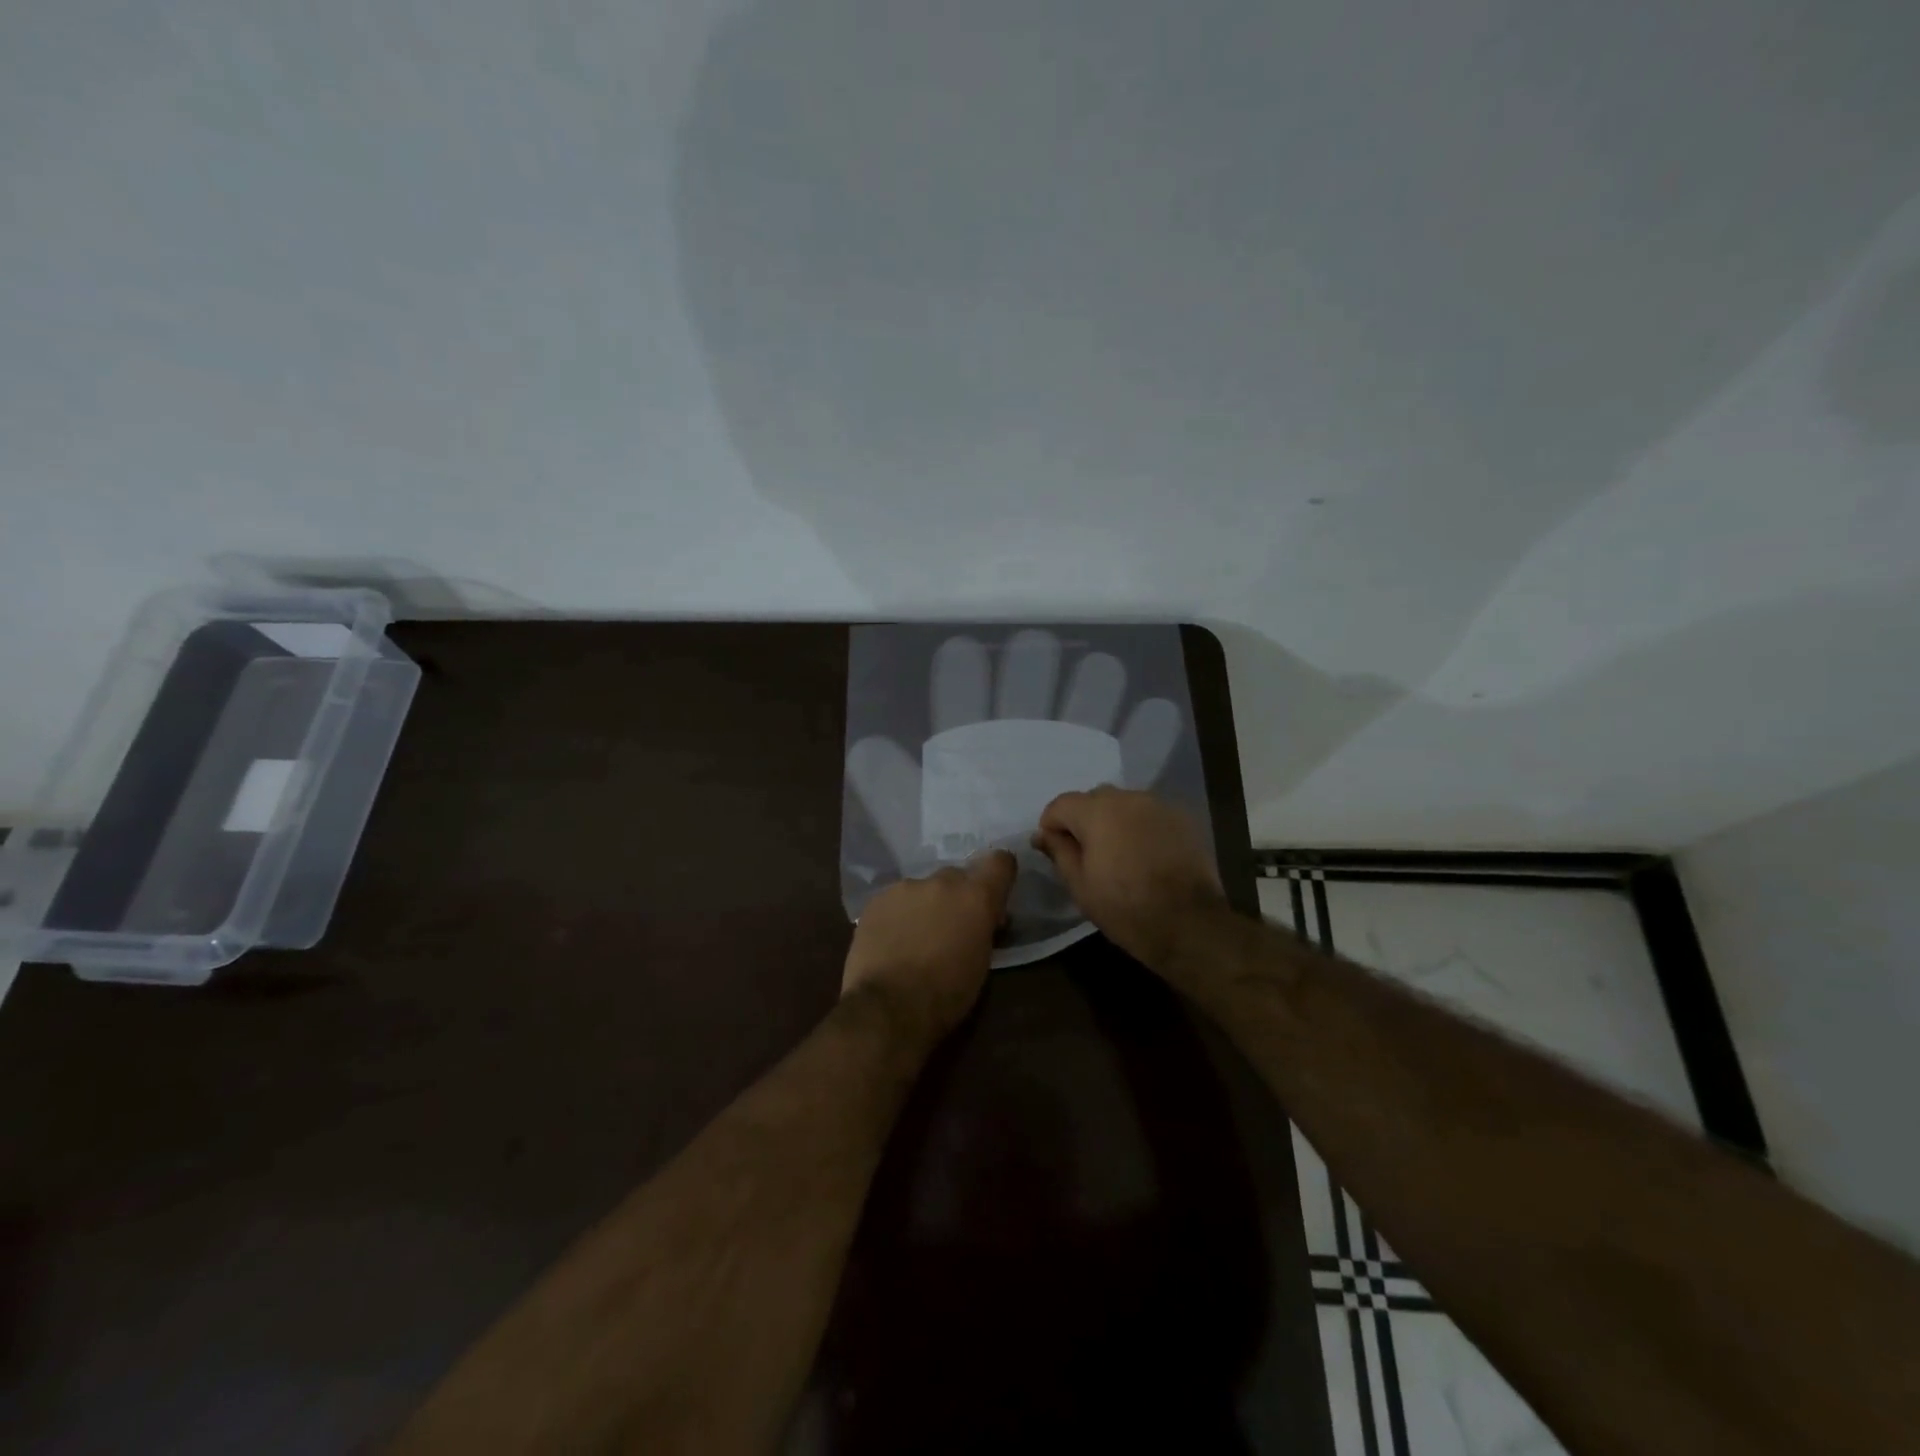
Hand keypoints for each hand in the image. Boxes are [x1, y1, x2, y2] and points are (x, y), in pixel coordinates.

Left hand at [841, 851, 1016, 1041]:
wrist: (888, 1007)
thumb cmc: (946, 994)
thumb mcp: (981, 962)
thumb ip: (984, 928)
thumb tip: (987, 918)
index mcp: (975, 897)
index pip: (999, 861)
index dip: (999, 874)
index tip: (994, 893)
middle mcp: (942, 881)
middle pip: (957, 876)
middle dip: (958, 897)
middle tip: (952, 926)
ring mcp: (906, 887)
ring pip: (924, 888)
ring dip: (926, 905)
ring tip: (916, 937)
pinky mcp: (877, 899)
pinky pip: (896, 899)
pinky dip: (899, 914)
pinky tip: (892, 940)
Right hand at [1032, 787, 1225, 970]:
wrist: (1189, 924)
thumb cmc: (1125, 908)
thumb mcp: (1080, 885)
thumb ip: (1059, 851)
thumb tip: (1041, 834)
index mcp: (1097, 811)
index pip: (1060, 804)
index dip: (1052, 826)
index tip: (1055, 851)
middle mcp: (1127, 797)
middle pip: (1093, 799)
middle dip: (1083, 821)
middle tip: (1086, 855)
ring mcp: (1158, 805)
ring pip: (1123, 804)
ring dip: (1113, 822)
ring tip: (1118, 855)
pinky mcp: (1182, 818)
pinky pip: (1148, 815)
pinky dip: (1139, 827)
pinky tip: (1144, 855)